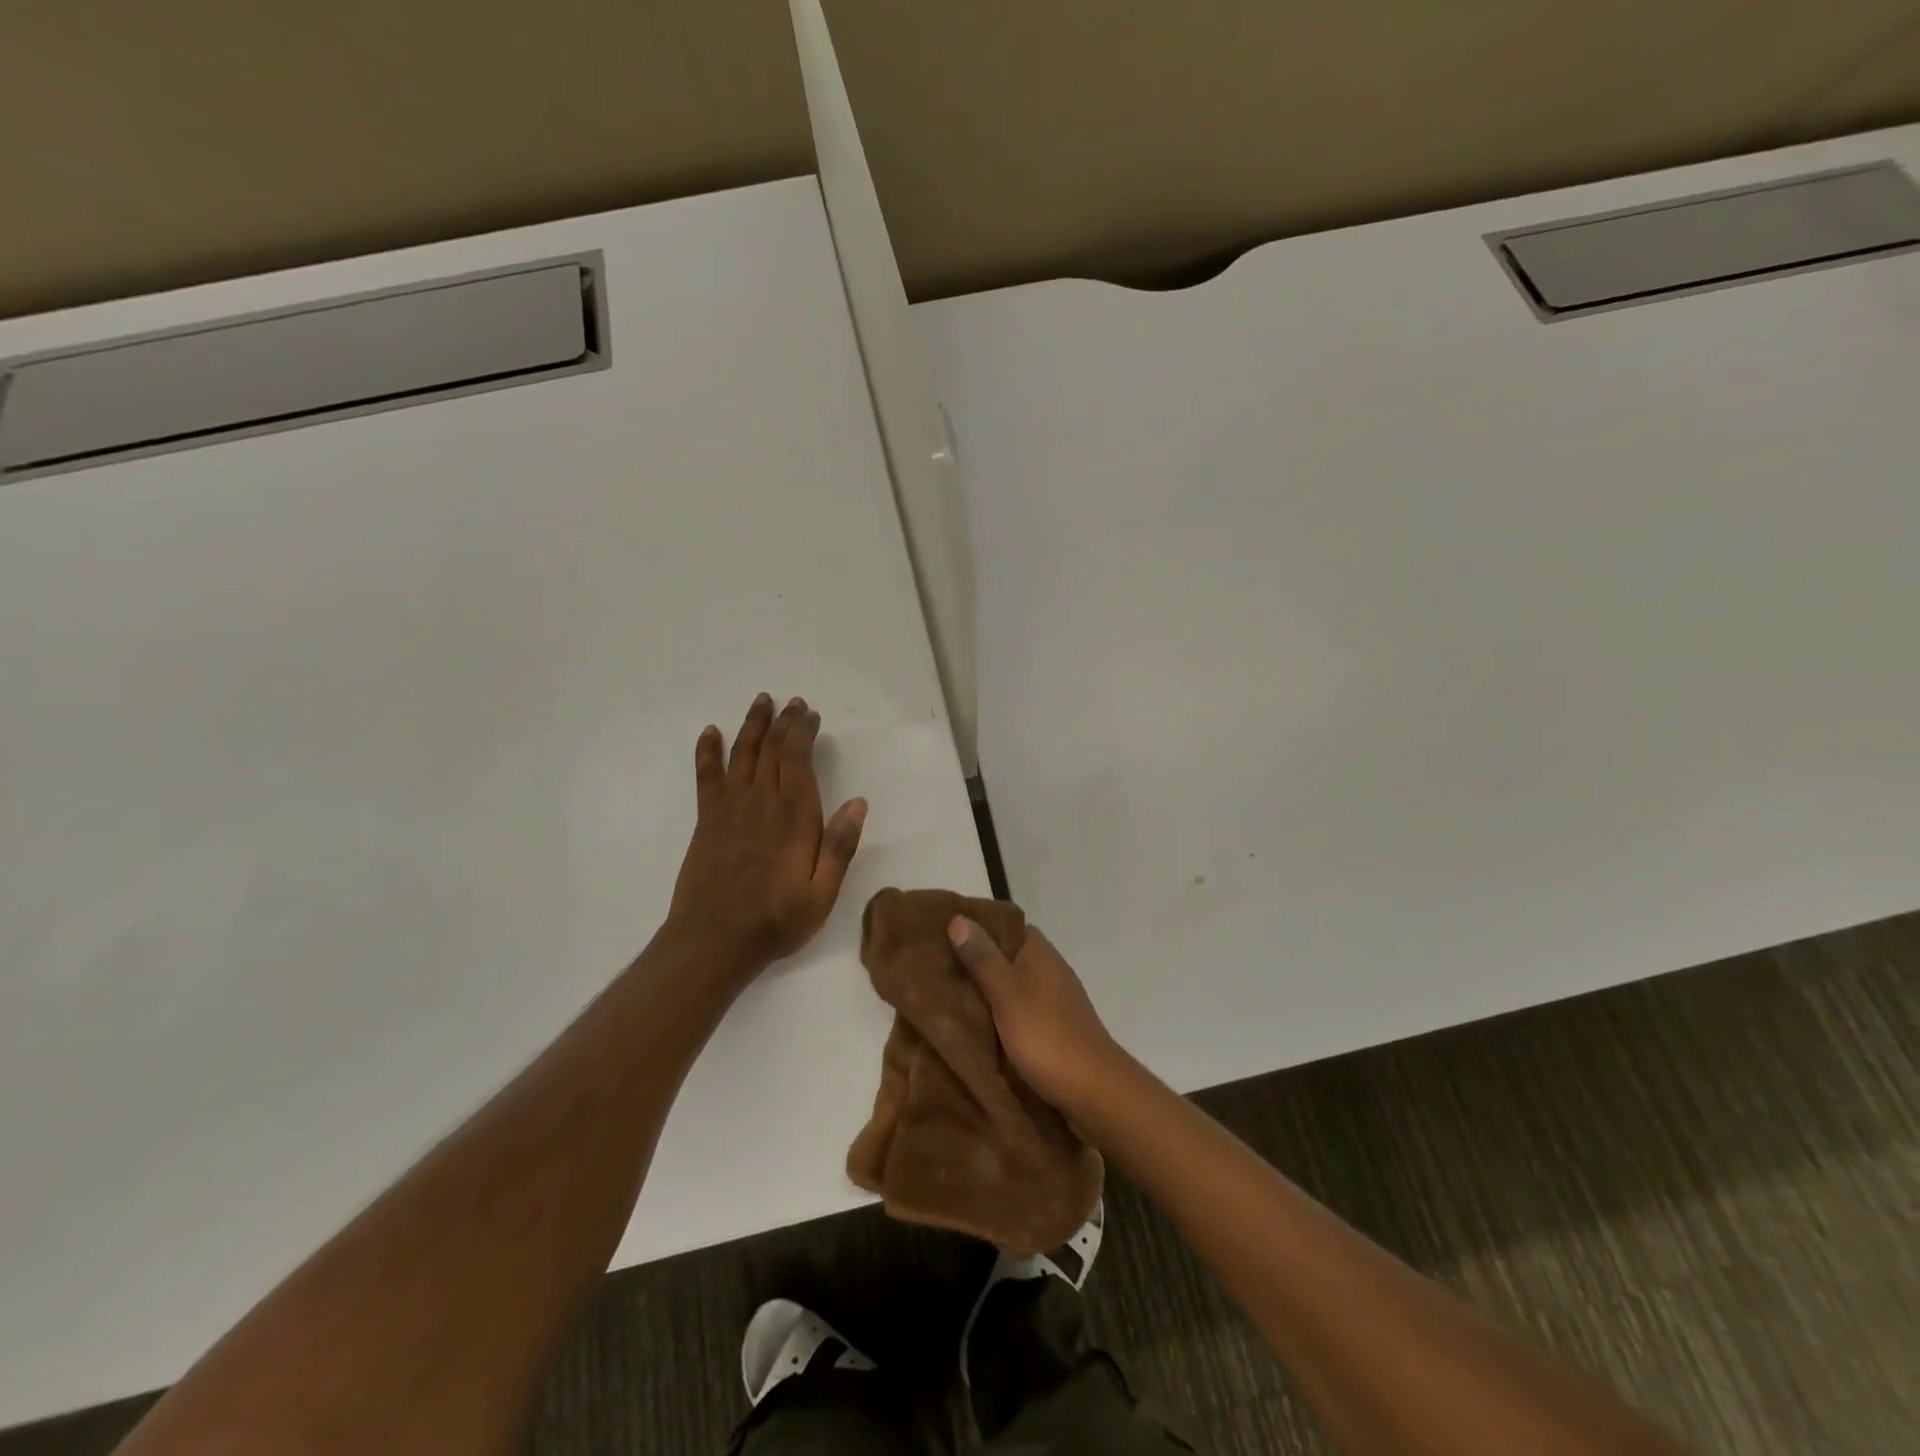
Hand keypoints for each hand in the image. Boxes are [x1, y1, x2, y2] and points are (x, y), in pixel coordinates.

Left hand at [668, 694, 866, 976]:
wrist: (714, 941)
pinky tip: (710, 733)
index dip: (803, 731)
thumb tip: (858, 802)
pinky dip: (708, 751)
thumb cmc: (776, 919)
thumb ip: (839, 846)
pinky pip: (707, 776)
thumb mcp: (822, 893)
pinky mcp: (708, 820)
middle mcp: (761, 801)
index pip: (797, 758)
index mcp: (793, 815)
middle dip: (784, 721)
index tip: (811, 715)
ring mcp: (730, 808)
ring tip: (761, 701)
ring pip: (741, 753)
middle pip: (771, 748)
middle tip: (793, 703)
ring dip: (752, 724)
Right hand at [948, 917, 1122, 1112]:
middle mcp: (1050, 969)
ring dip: (986, 993)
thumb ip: (982, 958)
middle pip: (1006, 957)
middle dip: (976, 963)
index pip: (1005, 926)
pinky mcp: (1053, 1028)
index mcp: (1040, 952)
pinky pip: (1019, 1011)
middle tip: (937, 971)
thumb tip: (959, 917)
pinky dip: (999, 1016)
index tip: (944, 936)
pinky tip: (977, 1027)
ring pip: (1011, 986)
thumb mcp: (1006, 992)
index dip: (977, 928)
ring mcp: (1054, 1000)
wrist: (1093, 1089)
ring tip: (948, 999)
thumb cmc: (1046, 1034)